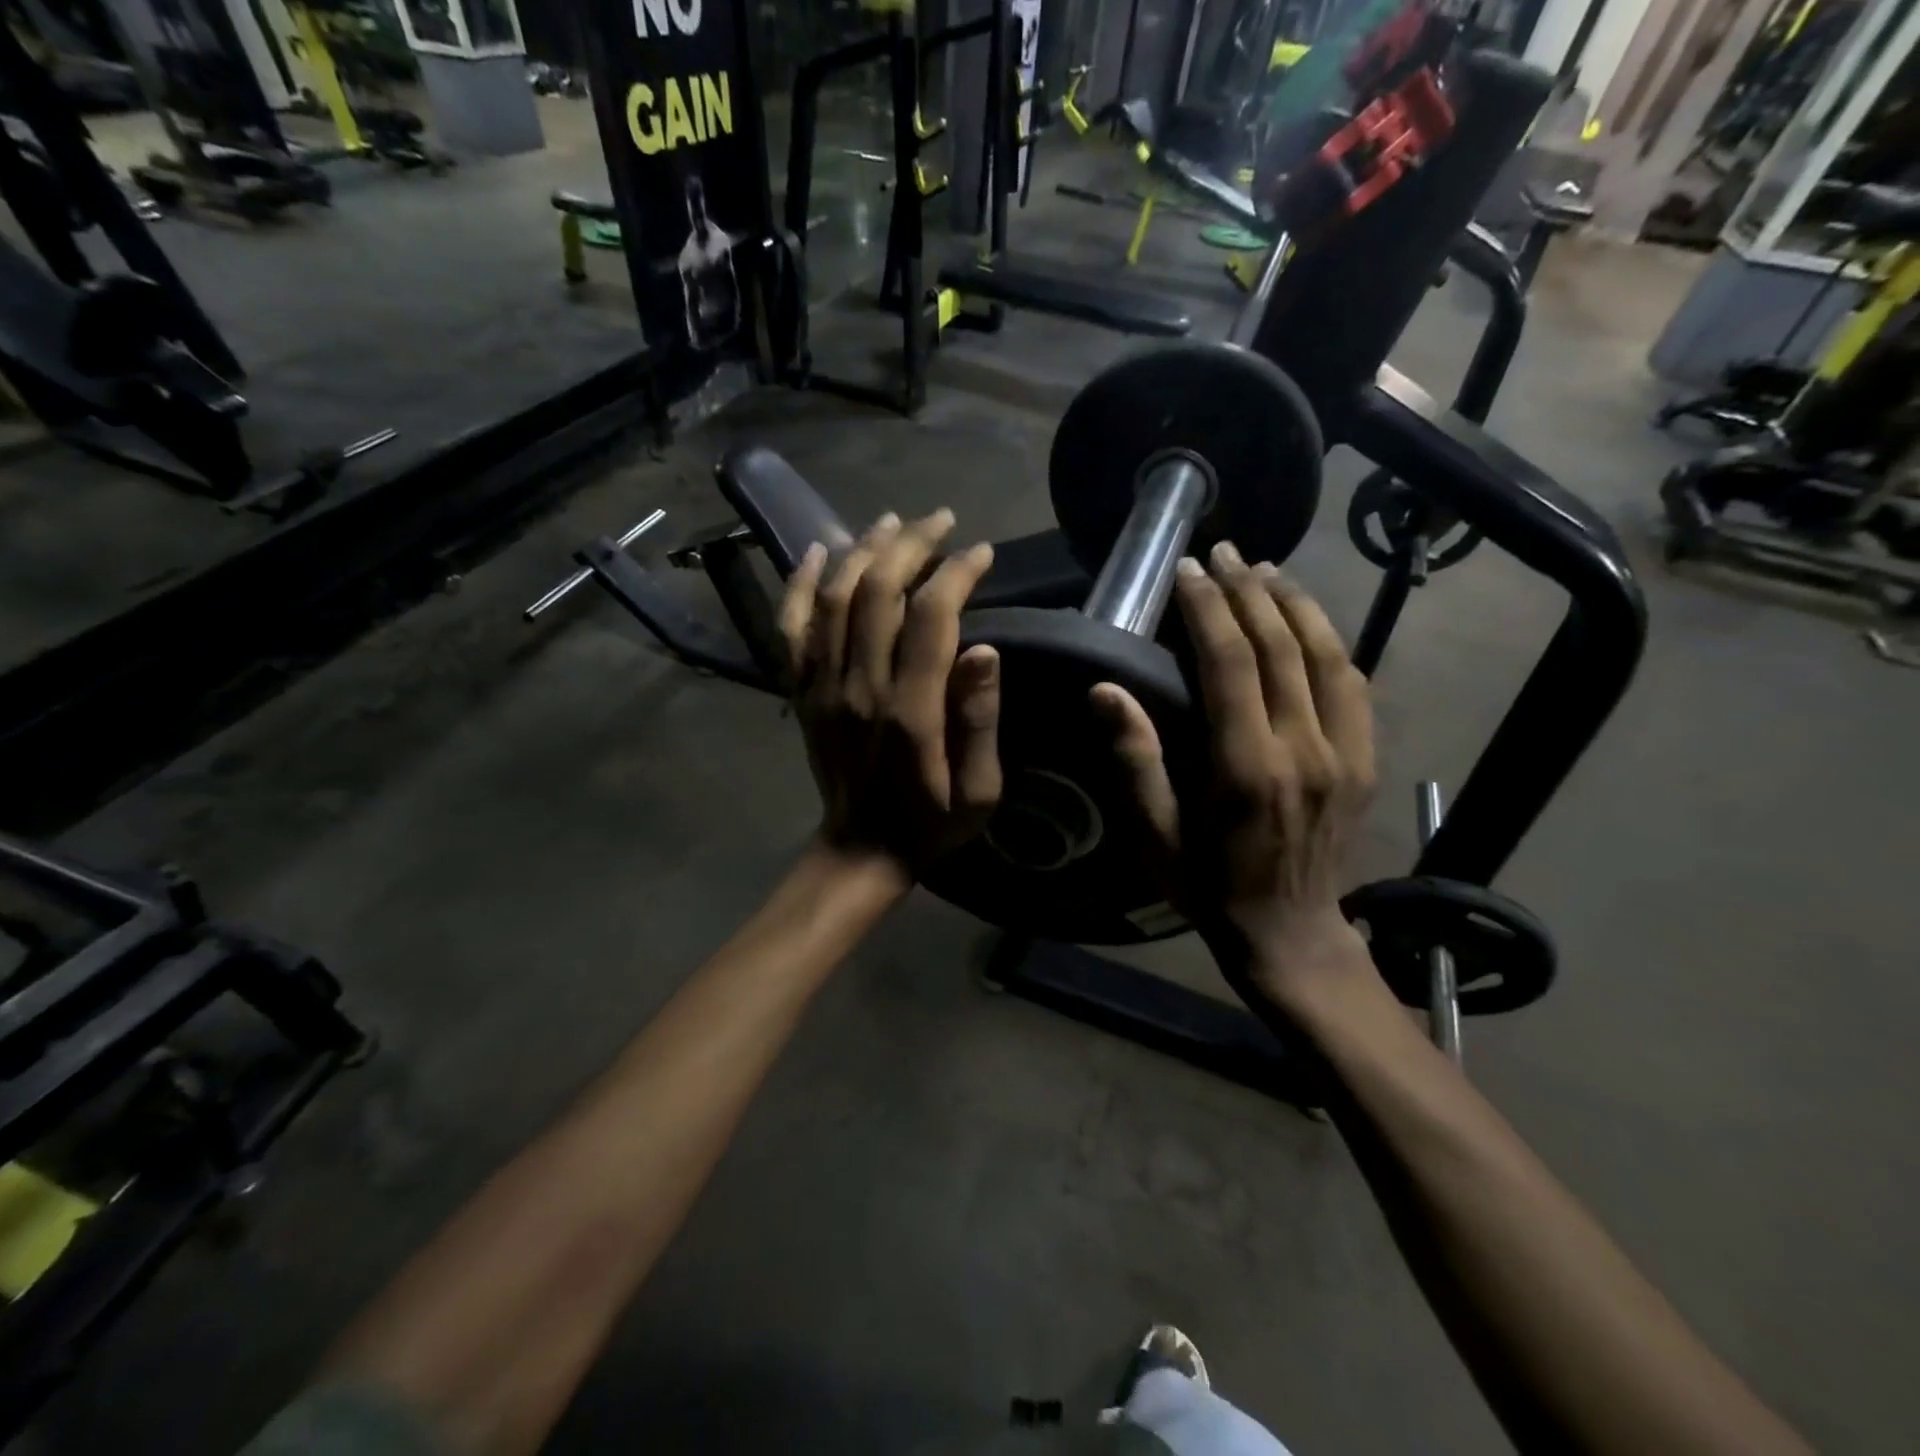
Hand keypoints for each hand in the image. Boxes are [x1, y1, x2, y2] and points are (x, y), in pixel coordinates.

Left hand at [779, 510, 1002, 879]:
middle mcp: (860, 687)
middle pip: (878, 591)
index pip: (931, 617)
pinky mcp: (800, 692)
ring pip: (835, 598)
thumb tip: (985, 650)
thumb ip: (980, 720)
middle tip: (940, 520)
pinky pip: (791, 628)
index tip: (981, 553)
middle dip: (912, 545)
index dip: (957, 573)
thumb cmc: (931, 822)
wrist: (861, 850)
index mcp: (911, 710)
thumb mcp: (980, 790)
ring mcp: (822, 686)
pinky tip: (817, 552)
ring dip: (862, 550)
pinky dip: (801, 585)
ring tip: (892, 522)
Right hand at [1091, 540, 1376, 1009]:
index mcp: (1246, 768)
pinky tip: (1307, 619)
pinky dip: (1330, 640)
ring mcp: (1344, 754)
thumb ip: (1136, 761)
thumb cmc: (1208, 887)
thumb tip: (1106, 690)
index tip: (1187, 570)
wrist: (1290, 934)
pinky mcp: (1365, 761)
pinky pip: (1354, 684)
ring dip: (1294, 603)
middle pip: (1280, 646)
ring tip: (1264, 567)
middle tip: (1221, 552)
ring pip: (1325, 654)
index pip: (1231, 662)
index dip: (1208, 607)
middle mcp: (1304, 750)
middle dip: (1248, 589)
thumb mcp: (1156, 836)